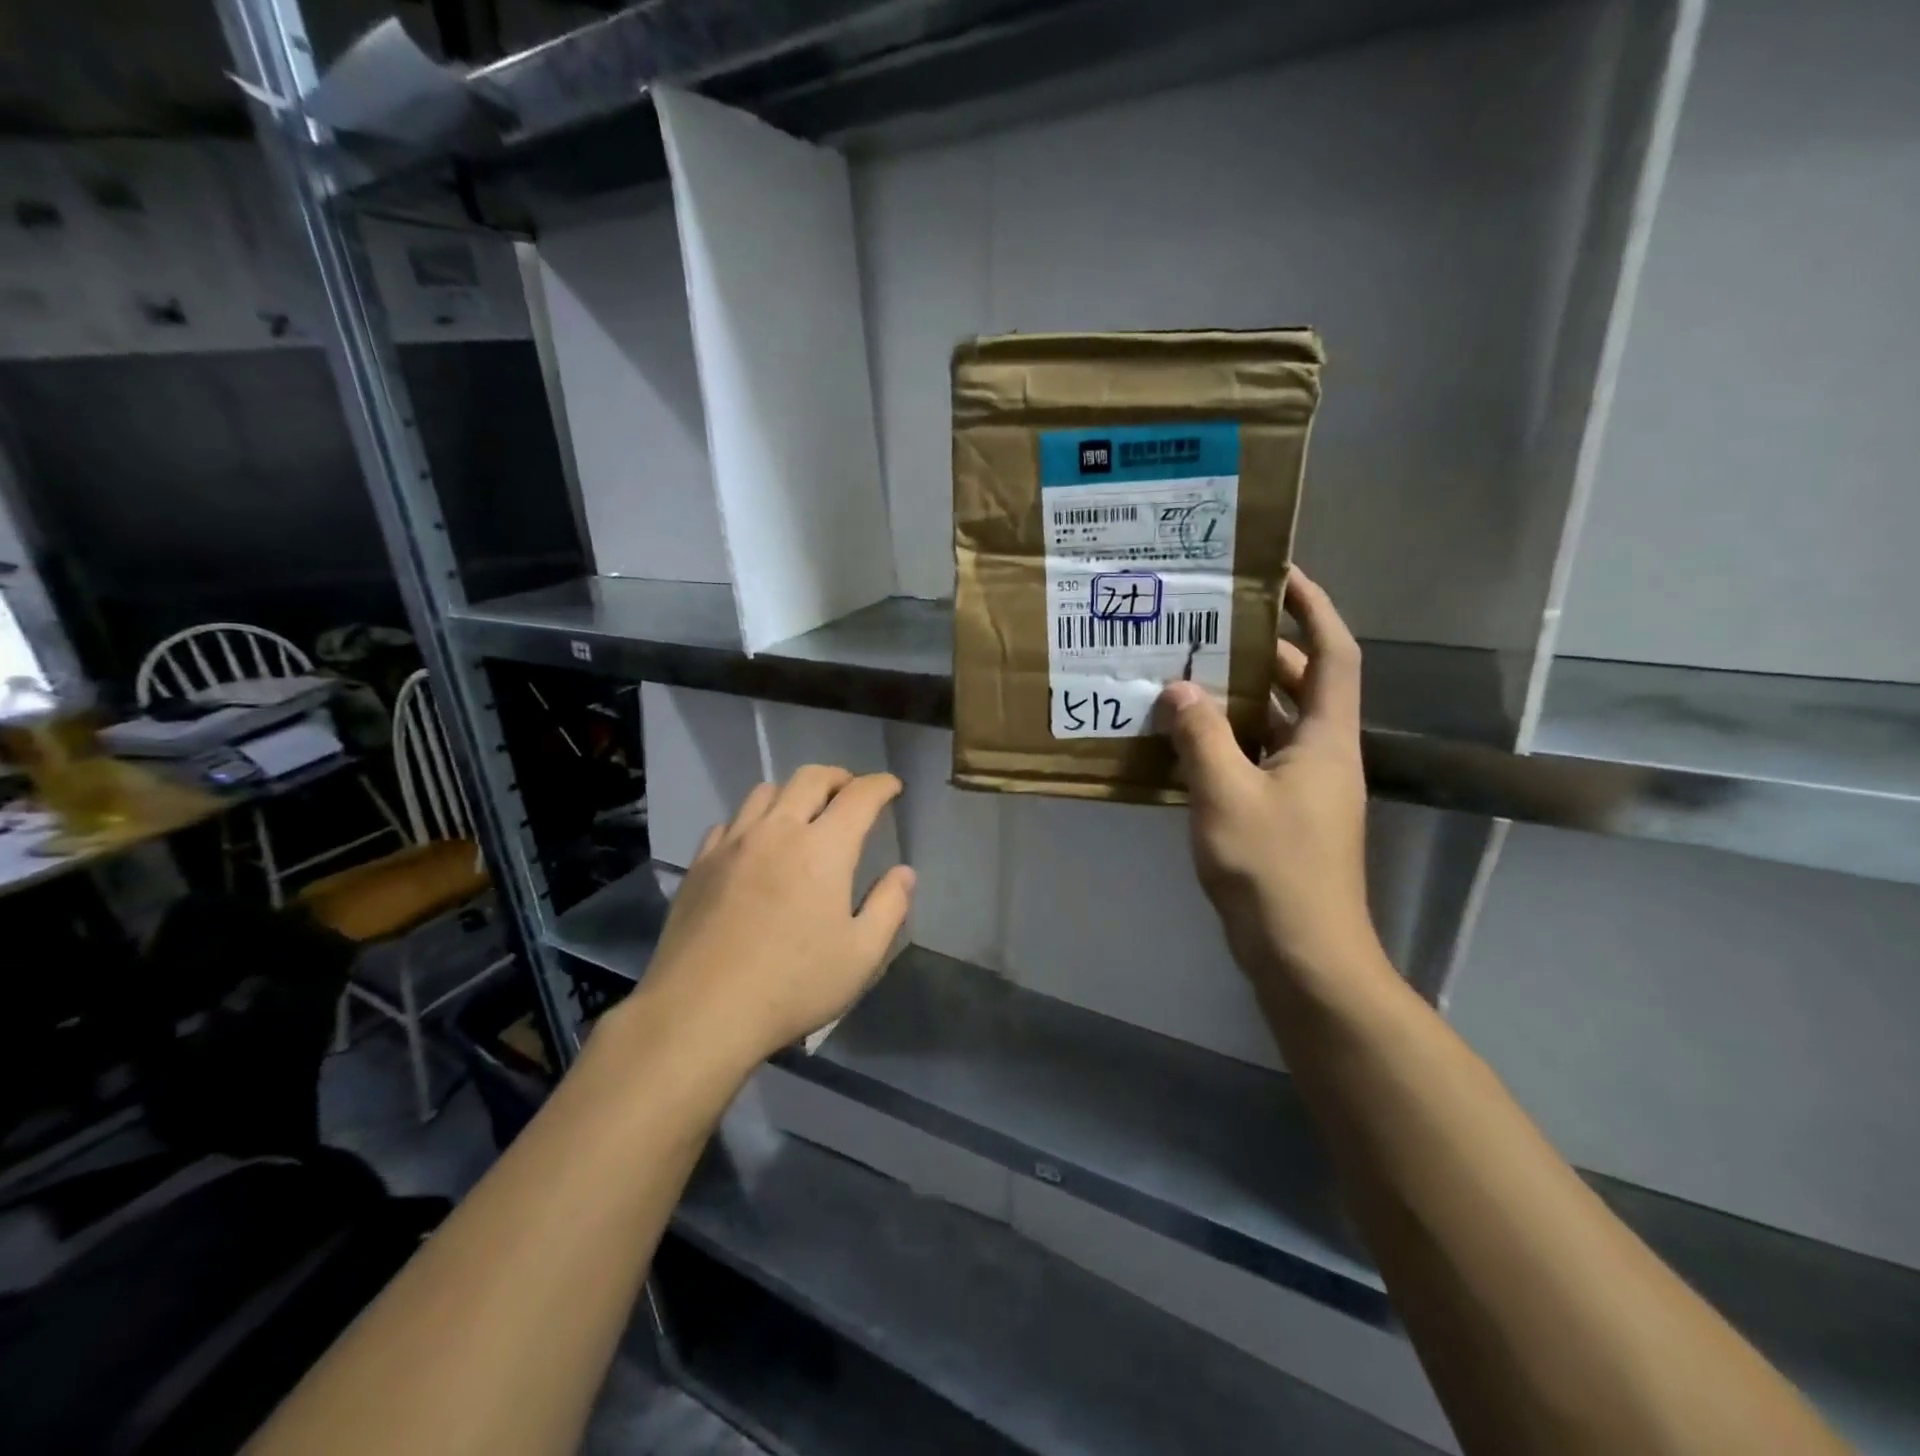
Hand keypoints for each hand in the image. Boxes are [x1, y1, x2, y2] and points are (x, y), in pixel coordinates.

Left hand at [636, 766, 914, 1068]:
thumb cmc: (792, 985)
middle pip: (810, 778)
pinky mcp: (700, 863)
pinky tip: (754, 844)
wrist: (701, 1011)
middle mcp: (778, 831)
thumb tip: (903, 872)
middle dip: (838, 777)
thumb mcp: (861, 955)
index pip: (859, 796)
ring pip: (765, 792)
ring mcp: (733, 843)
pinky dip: (752, 820)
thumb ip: (889, 906)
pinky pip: (730, 821)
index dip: (881, 785)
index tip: (892, 787)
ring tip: (803, 813)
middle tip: (851, 791)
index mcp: (824, 848)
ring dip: (793, 793)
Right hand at [1156, 568, 1382, 1006]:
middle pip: (1302, 685)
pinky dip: (1228, 742)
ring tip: (1189, 674)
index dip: (1314, 610)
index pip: (1334, 655)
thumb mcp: (1225, 795)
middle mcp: (1323, 755)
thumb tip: (1178, 689)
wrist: (1302, 953)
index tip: (1282, 576)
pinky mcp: (1284, 816)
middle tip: (1212, 626)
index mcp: (1324, 739)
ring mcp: (1305, 788)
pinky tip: (1186, 741)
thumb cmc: (1273, 867)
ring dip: (1240, 698)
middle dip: (1264, 651)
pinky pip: (1257, 759)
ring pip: (1276, 724)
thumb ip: (1201, 737)